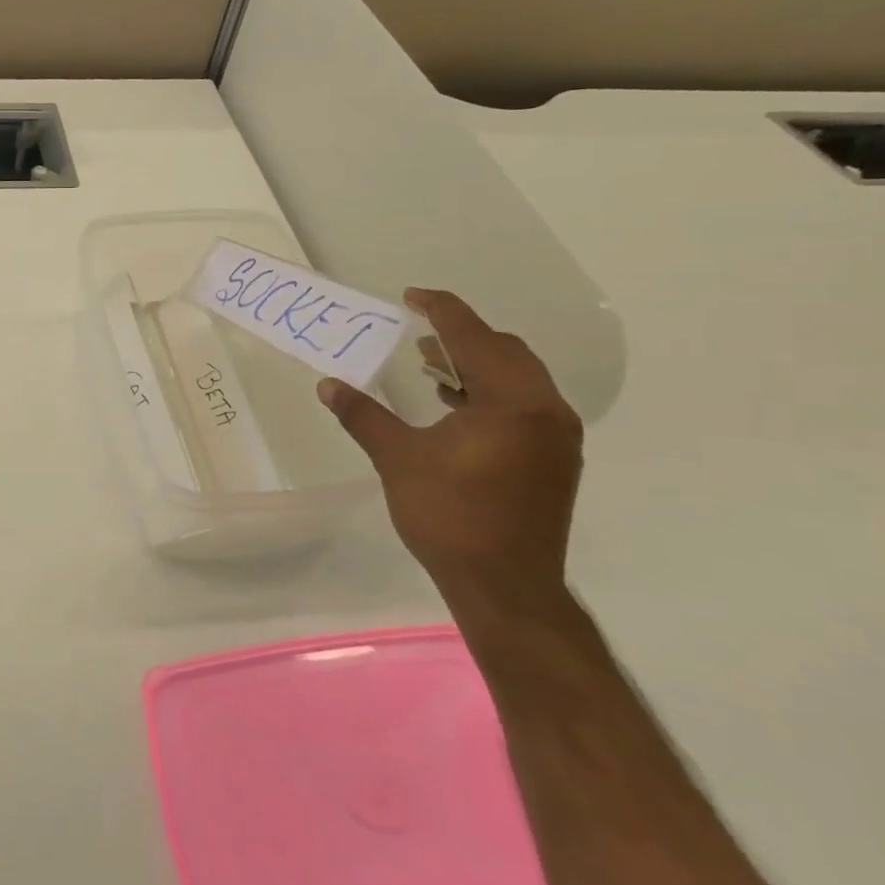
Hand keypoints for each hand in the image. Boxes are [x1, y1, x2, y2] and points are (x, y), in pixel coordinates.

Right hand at [318, 289, 582, 620]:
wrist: (506, 588)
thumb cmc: (450, 516)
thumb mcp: (397, 459)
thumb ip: (363, 415)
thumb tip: (328, 385)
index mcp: (511, 402)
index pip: (474, 337)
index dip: (440, 311)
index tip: (410, 296)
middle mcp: (544, 410)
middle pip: (504, 351)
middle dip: (460, 335)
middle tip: (417, 332)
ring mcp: (556, 437)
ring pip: (517, 377)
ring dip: (475, 363)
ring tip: (429, 365)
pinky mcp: (554, 460)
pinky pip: (522, 403)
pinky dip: (489, 391)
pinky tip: (453, 405)